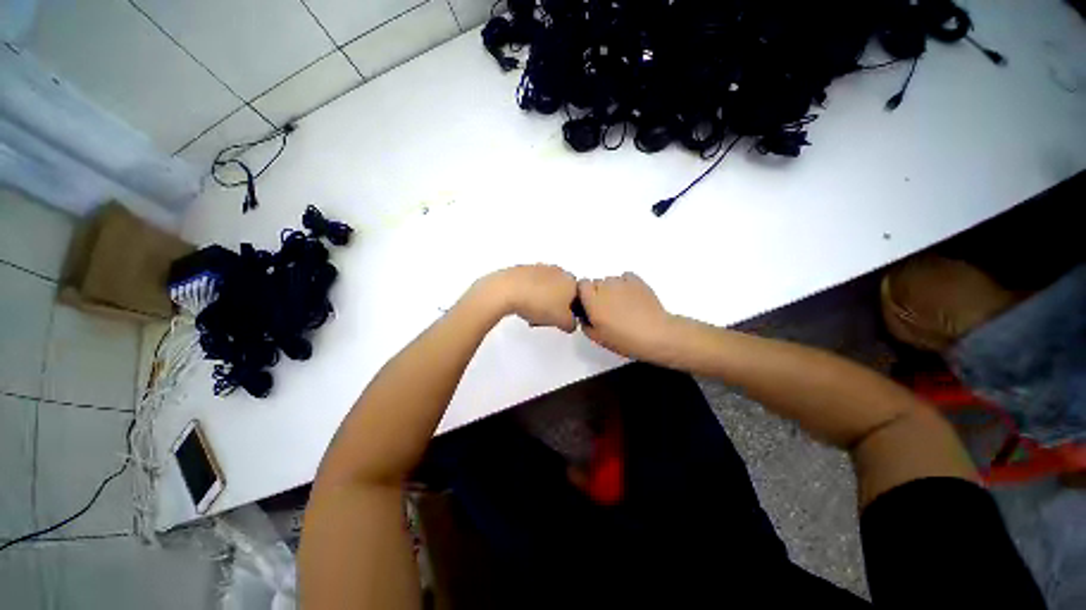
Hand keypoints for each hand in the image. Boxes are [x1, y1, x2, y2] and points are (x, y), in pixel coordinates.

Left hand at [474, 264, 578, 332]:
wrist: (508, 290)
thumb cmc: (537, 302)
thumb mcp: (563, 322)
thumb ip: (572, 323)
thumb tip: (570, 323)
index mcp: (571, 281)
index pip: (578, 299)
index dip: (571, 312)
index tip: (562, 320)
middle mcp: (558, 271)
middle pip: (562, 292)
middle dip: (556, 306)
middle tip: (547, 318)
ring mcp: (540, 269)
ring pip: (547, 289)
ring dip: (543, 301)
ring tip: (533, 314)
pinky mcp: (525, 270)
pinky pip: (532, 285)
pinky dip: (530, 295)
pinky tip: (523, 305)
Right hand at [578, 273, 678, 361]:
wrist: (654, 334)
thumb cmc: (624, 339)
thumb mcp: (597, 338)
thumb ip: (585, 324)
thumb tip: (585, 316)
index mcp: (592, 300)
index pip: (582, 285)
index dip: (585, 294)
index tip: (590, 304)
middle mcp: (604, 287)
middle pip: (596, 283)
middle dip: (599, 293)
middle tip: (608, 310)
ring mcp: (621, 282)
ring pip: (611, 281)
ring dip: (613, 290)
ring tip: (623, 306)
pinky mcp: (637, 281)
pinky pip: (626, 277)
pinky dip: (626, 285)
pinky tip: (631, 298)